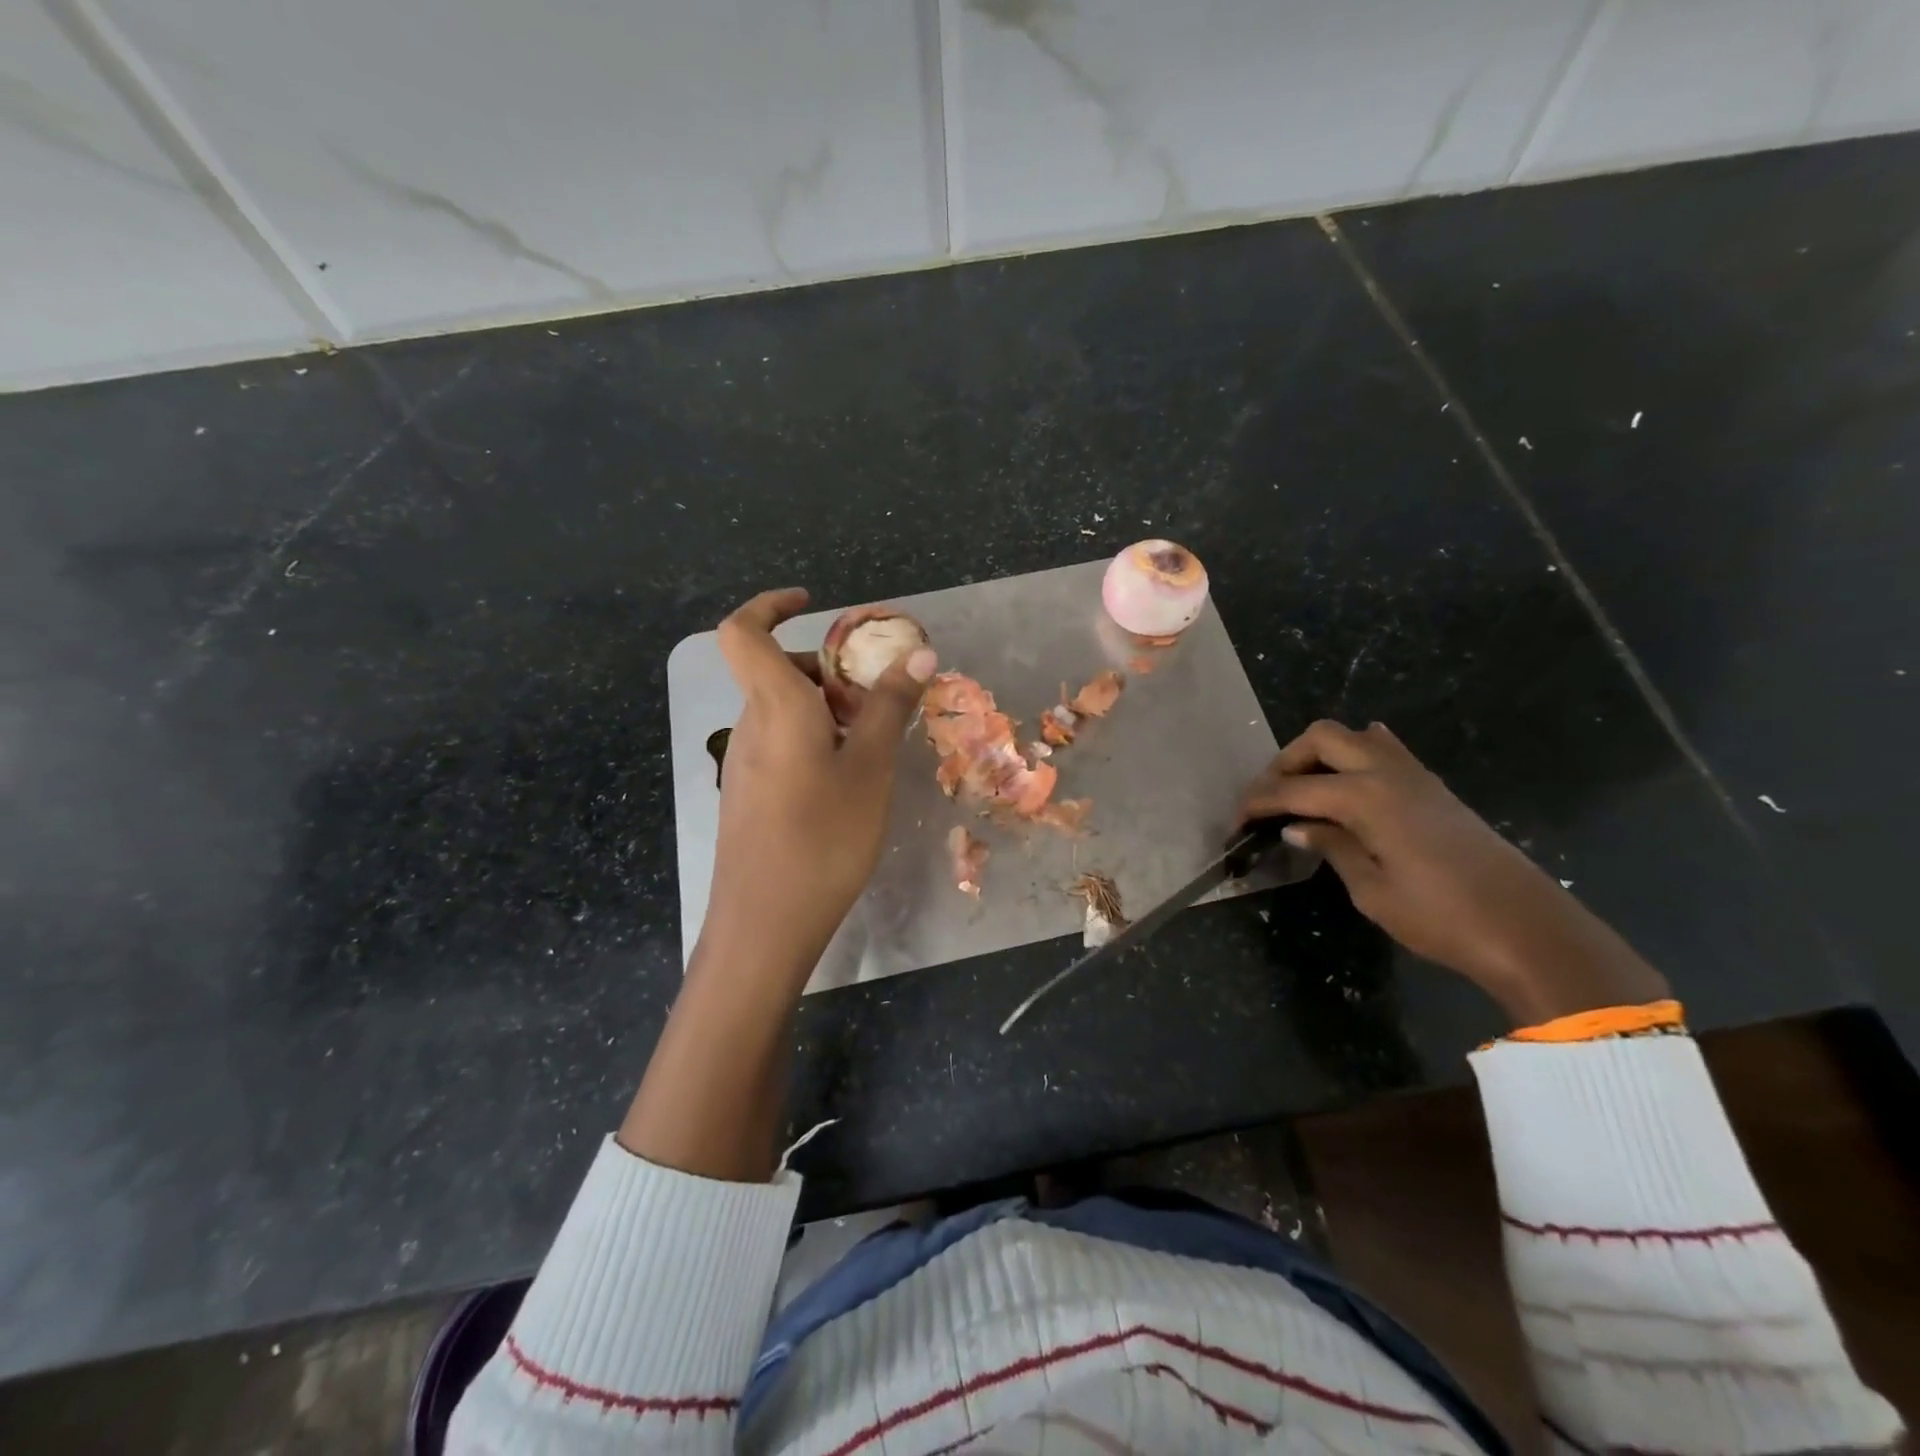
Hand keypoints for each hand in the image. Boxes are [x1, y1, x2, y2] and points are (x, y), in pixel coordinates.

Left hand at [701, 588, 936, 986]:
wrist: (765, 924)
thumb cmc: (823, 838)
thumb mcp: (871, 768)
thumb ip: (890, 706)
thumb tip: (919, 653)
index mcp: (775, 707)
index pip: (742, 632)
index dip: (770, 605)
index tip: (813, 603)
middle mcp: (751, 726)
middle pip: (777, 672)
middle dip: (826, 668)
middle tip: (875, 696)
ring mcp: (745, 763)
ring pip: (783, 710)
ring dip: (826, 708)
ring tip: (873, 743)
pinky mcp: (749, 795)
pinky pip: (781, 743)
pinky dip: (814, 739)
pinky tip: (848, 781)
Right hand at [1240, 720, 1668, 1024]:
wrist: (1528, 931)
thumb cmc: (1441, 917)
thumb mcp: (1371, 890)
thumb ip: (1331, 847)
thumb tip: (1297, 825)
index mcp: (1366, 797)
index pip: (1293, 789)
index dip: (1257, 802)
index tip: (1235, 823)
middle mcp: (1388, 772)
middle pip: (1322, 738)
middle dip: (1285, 762)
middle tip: (1270, 798)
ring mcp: (1416, 776)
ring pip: (1355, 736)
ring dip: (1321, 755)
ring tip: (1304, 791)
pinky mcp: (1434, 788)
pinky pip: (1386, 750)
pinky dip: (1356, 757)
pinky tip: (1349, 784)